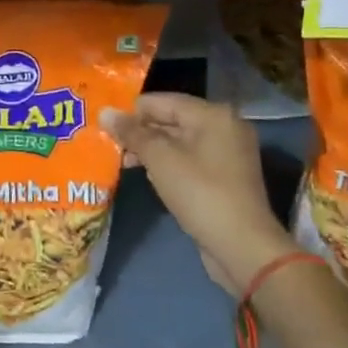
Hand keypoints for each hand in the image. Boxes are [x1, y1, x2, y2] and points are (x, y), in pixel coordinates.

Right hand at [100, 93, 295, 294]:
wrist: (242, 246)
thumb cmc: (199, 193)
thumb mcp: (160, 159)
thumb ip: (132, 133)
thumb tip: (105, 112)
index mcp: (212, 114)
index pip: (161, 101)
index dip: (131, 112)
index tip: (105, 126)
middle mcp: (225, 127)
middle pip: (171, 119)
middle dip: (141, 132)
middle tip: (111, 145)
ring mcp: (229, 153)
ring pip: (180, 142)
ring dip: (152, 150)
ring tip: (124, 161)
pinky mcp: (227, 177)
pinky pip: (191, 160)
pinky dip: (170, 164)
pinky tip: (149, 176)